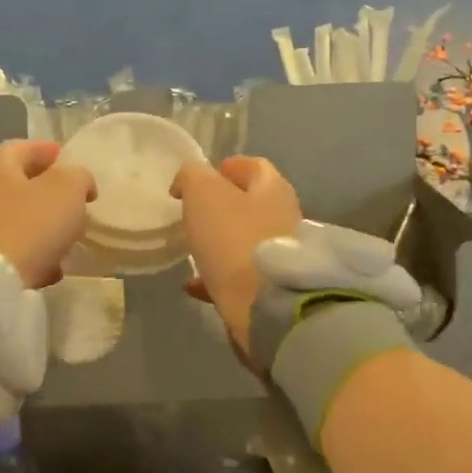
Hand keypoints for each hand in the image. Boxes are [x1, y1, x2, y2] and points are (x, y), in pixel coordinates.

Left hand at [0, 141, 94, 288]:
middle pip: (25, 184)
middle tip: (80, 204)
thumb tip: (79, 184)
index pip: (30, 148)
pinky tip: (54, 269)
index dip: (56, 154)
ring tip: (71, 238)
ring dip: (46, 227)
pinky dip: (36, 255)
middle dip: (53, 194)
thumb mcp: (67, 190)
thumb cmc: (29, 225)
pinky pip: (18, 249)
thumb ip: (79, 177)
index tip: (78, 167)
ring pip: (23, 219)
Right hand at [171, 156, 302, 359]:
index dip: (227, 167)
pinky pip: (240, 276)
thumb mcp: (204, 195)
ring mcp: (280, 256)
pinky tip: (194, 284)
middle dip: (223, 206)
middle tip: (193, 212)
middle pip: (251, 205)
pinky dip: (217, 276)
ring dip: (219, 242)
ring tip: (192, 247)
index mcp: (273, 190)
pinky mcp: (271, 289)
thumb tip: (187, 182)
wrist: (265, 306)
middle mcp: (284, 219)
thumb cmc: (234, 239)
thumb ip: (193, 177)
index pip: (254, 167)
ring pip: (245, 241)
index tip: (202, 177)